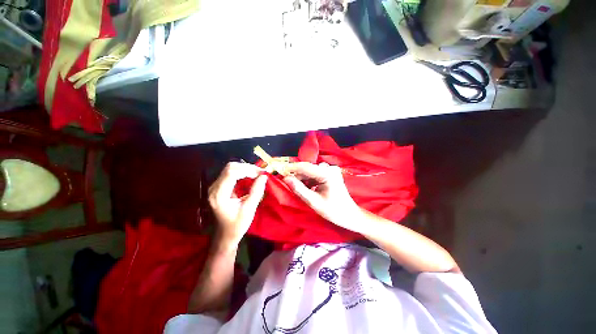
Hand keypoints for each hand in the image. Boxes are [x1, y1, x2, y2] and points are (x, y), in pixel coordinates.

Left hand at [208, 162, 266, 244]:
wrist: (225, 235)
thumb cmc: (237, 225)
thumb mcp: (249, 209)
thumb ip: (257, 191)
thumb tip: (264, 176)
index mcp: (219, 195)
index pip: (231, 173)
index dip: (247, 170)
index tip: (261, 174)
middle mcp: (214, 188)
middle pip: (230, 168)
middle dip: (247, 167)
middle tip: (260, 173)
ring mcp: (215, 187)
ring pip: (230, 169)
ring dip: (245, 169)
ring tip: (257, 174)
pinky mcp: (219, 187)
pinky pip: (230, 174)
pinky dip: (242, 173)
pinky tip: (250, 177)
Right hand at [282, 162, 360, 231]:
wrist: (349, 215)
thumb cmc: (333, 211)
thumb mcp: (314, 202)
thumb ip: (299, 189)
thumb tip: (286, 178)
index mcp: (327, 174)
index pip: (305, 167)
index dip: (291, 168)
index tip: (279, 171)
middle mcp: (329, 168)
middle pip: (307, 168)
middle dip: (297, 175)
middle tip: (288, 184)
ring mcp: (331, 170)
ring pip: (310, 171)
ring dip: (302, 179)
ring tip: (299, 189)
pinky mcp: (330, 174)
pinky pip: (315, 174)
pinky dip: (309, 180)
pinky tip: (307, 188)